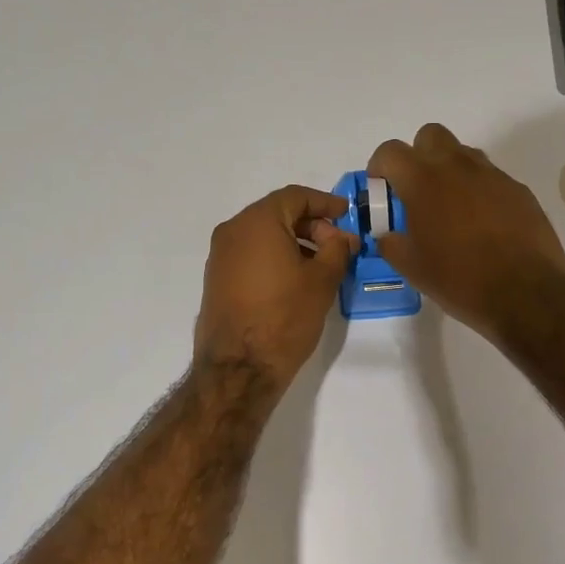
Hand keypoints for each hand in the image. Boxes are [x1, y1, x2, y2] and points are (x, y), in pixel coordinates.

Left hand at [194, 186, 358, 387]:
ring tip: (321, 265)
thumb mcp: (322, 280)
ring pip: (263, 235)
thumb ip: (337, 250)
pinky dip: (274, 257)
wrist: (239, 367)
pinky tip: (295, 280)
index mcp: (257, 221)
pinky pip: (250, 255)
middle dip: (311, 224)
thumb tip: (343, 237)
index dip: (325, 202)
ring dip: (294, 242)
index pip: (295, 196)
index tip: (347, 215)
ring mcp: (220, 255)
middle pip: (277, 213)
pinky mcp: (217, 279)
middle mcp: (232, 231)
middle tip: (337, 246)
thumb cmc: (284, 317)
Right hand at [368, 123, 564, 338]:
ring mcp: (492, 175)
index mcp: (423, 181)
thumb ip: (391, 243)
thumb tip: (388, 235)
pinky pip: (490, 178)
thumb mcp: (411, 267)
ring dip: (449, 171)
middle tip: (416, 191)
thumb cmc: (458, 279)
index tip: (381, 189)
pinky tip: (481, 225)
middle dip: (418, 156)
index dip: (380, 167)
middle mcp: (457, 166)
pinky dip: (478, 191)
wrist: (524, 293)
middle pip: (430, 136)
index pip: (390, 151)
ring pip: (463, 154)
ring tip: (450, 209)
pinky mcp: (518, 190)